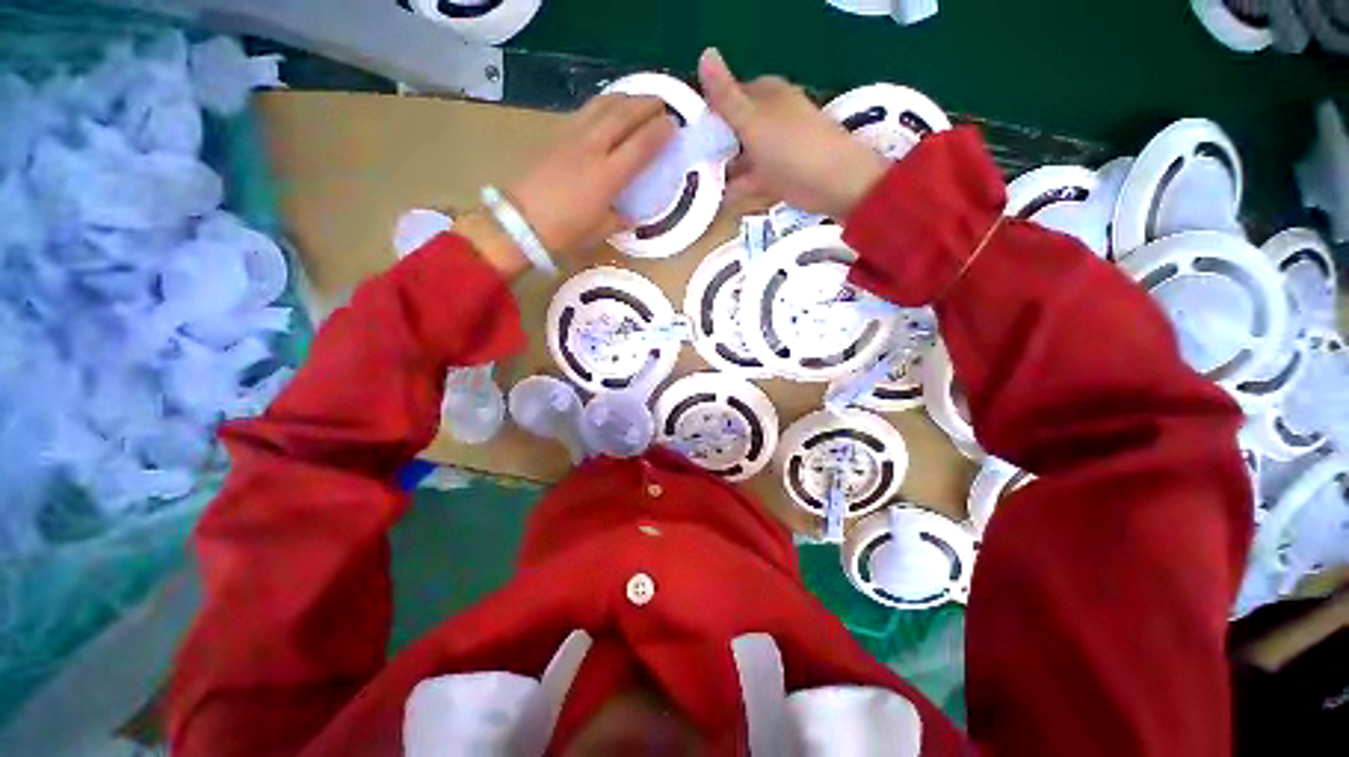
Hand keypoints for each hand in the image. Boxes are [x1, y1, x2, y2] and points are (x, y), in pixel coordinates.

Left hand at [506, 94, 675, 256]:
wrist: (520, 221)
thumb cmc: (564, 232)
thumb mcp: (600, 231)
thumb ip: (620, 219)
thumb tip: (631, 215)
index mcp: (608, 176)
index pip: (641, 146)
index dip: (660, 133)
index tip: (673, 125)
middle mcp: (592, 149)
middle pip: (624, 115)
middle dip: (646, 105)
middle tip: (662, 104)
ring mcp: (572, 138)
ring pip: (602, 106)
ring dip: (624, 99)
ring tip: (637, 100)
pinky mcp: (556, 135)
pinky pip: (585, 111)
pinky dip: (602, 105)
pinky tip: (607, 109)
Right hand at [697, 48, 888, 217]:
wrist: (833, 183)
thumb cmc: (792, 148)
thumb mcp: (753, 120)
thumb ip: (726, 96)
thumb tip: (704, 52)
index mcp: (765, 96)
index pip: (728, 97)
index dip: (707, 112)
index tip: (685, 132)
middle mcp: (769, 120)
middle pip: (733, 130)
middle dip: (712, 145)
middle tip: (686, 164)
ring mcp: (774, 149)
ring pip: (741, 157)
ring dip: (722, 170)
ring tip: (696, 186)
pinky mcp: (778, 176)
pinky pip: (751, 180)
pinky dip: (736, 189)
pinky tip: (718, 202)